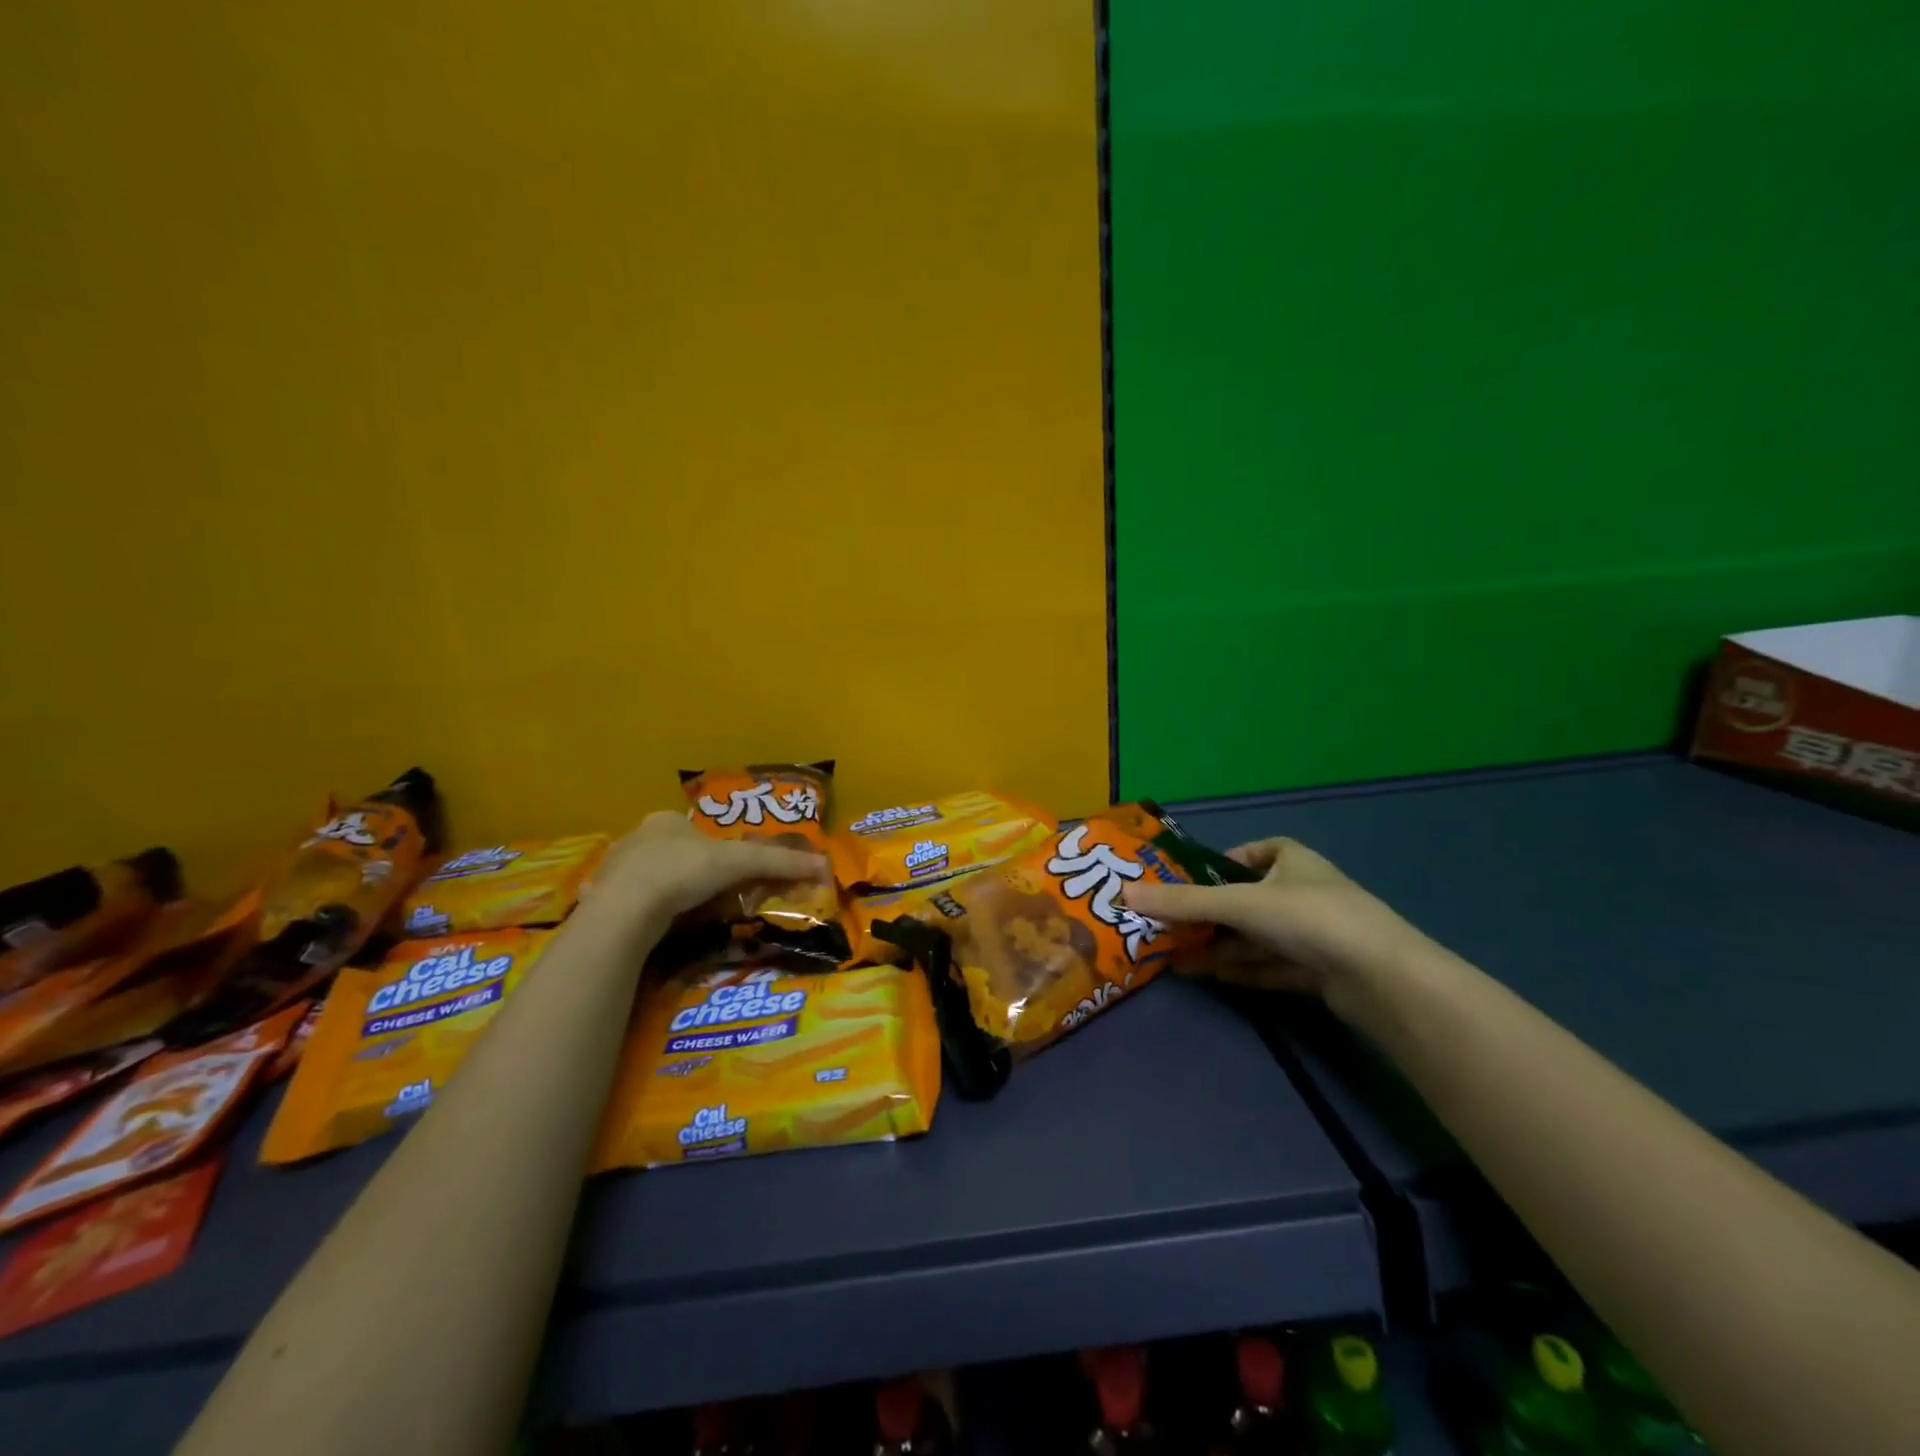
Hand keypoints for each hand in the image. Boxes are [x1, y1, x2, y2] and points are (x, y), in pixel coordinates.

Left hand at [584, 812, 828, 923]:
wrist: (625, 909)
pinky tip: (650, 927)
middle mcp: (637, 838)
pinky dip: (639, 912)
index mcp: (667, 821)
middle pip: (672, 852)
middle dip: (688, 871)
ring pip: (647, 877)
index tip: (726, 872)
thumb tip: (824, 864)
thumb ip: (780, 863)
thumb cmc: (684, 872)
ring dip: (663, 891)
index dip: (714, 850)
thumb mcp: (740, 863)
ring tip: (682, 914)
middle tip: (707, 896)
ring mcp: (613, 869)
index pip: (695, 829)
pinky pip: (625, 903)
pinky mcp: (599, 900)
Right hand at [1123, 837, 1417, 1010]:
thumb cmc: (1308, 918)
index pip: (1253, 852)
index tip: (1189, 882)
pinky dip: (1244, 969)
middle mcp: (1305, 892)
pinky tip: (1214, 977)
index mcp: (1292, 860)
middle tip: (1169, 928)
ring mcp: (1316, 935)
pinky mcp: (1322, 972)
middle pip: (1248, 900)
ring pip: (1257, 937)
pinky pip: (1272, 966)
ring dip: (1221, 947)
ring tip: (1177, 959)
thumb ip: (1182, 902)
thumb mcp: (1238, 904)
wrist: (1383, 979)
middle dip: (1210, 916)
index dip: (1221, 864)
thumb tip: (1123, 894)